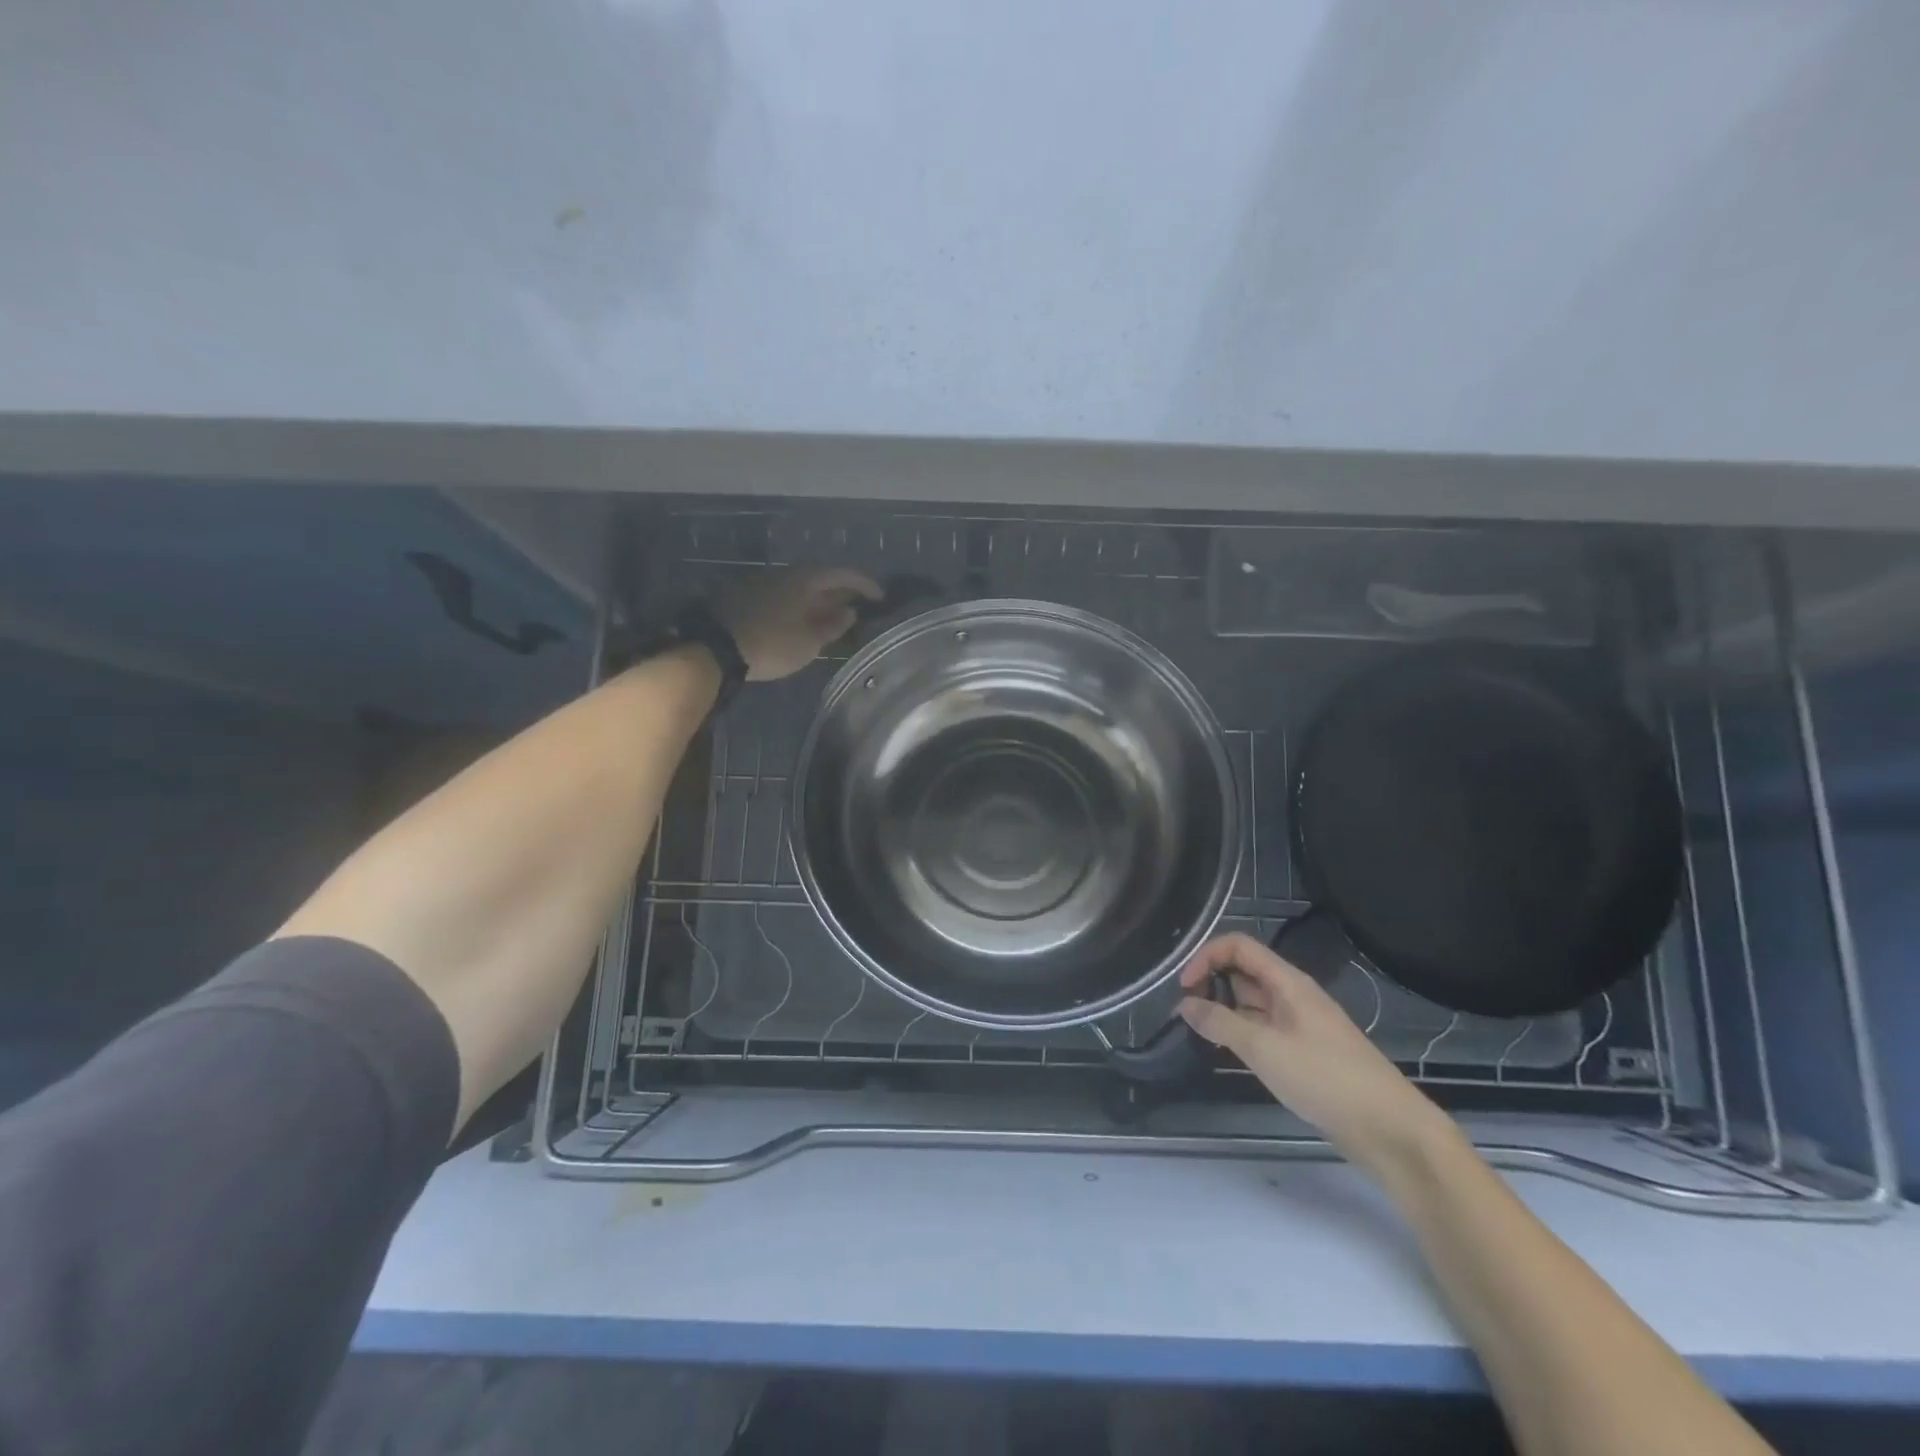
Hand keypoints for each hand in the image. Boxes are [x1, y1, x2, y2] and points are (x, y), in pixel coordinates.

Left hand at [717, 567, 882, 680]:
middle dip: (840, 592)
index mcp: (805, 580)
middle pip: (820, 579)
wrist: (715, 649)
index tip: (880, 597)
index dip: (864, 584)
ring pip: (800, 589)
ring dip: (819, 601)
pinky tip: (803, 623)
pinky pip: (785, 598)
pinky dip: (800, 607)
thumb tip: (849, 612)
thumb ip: (832, 625)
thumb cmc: (772, 644)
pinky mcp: (747, 599)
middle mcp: (785, 575)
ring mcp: (763, 585)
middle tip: (857, 607)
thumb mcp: (809, 642)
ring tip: (832, 618)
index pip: (843, 574)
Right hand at [1178, 933, 1451, 1172]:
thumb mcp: (1263, 1048)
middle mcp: (1292, 995)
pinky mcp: (1304, 1051)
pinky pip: (1263, 1028)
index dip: (1206, 957)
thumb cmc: (1324, 1078)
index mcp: (1287, 982)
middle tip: (1188, 1011)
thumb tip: (1184, 1005)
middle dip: (1212, 982)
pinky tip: (1229, 1053)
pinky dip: (1241, 1032)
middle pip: (1244, 971)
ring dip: (1224, 1009)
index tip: (1184, 987)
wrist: (1389, 1129)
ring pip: (1252, 1002)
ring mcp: (1299, 1023)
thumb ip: (1220, 1023)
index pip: (1238, 946)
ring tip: (1201, 1032)